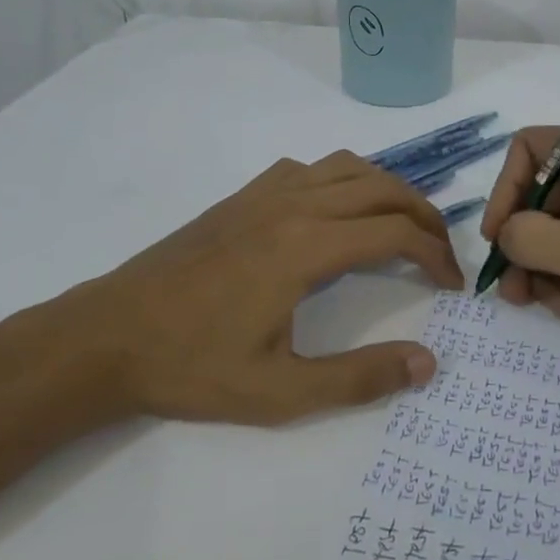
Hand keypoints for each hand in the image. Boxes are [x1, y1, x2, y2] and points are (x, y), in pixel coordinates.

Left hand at [5, 151, 463, 427]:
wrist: (107, 336)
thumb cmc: (192, 367)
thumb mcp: (281, 393)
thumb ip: (359, 378)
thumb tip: (427, 363)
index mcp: (307, 247)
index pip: (395, 232)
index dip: (435, 254)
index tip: (452, 284)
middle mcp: (293, 205)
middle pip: (382, 187)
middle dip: (424, 214)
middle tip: (441, 251)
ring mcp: (264, 194)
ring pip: (347, 166)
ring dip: (386, 188)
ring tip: (402, 224)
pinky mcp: (241, 198)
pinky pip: (308, 168)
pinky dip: (342, 178)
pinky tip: (336, 212)